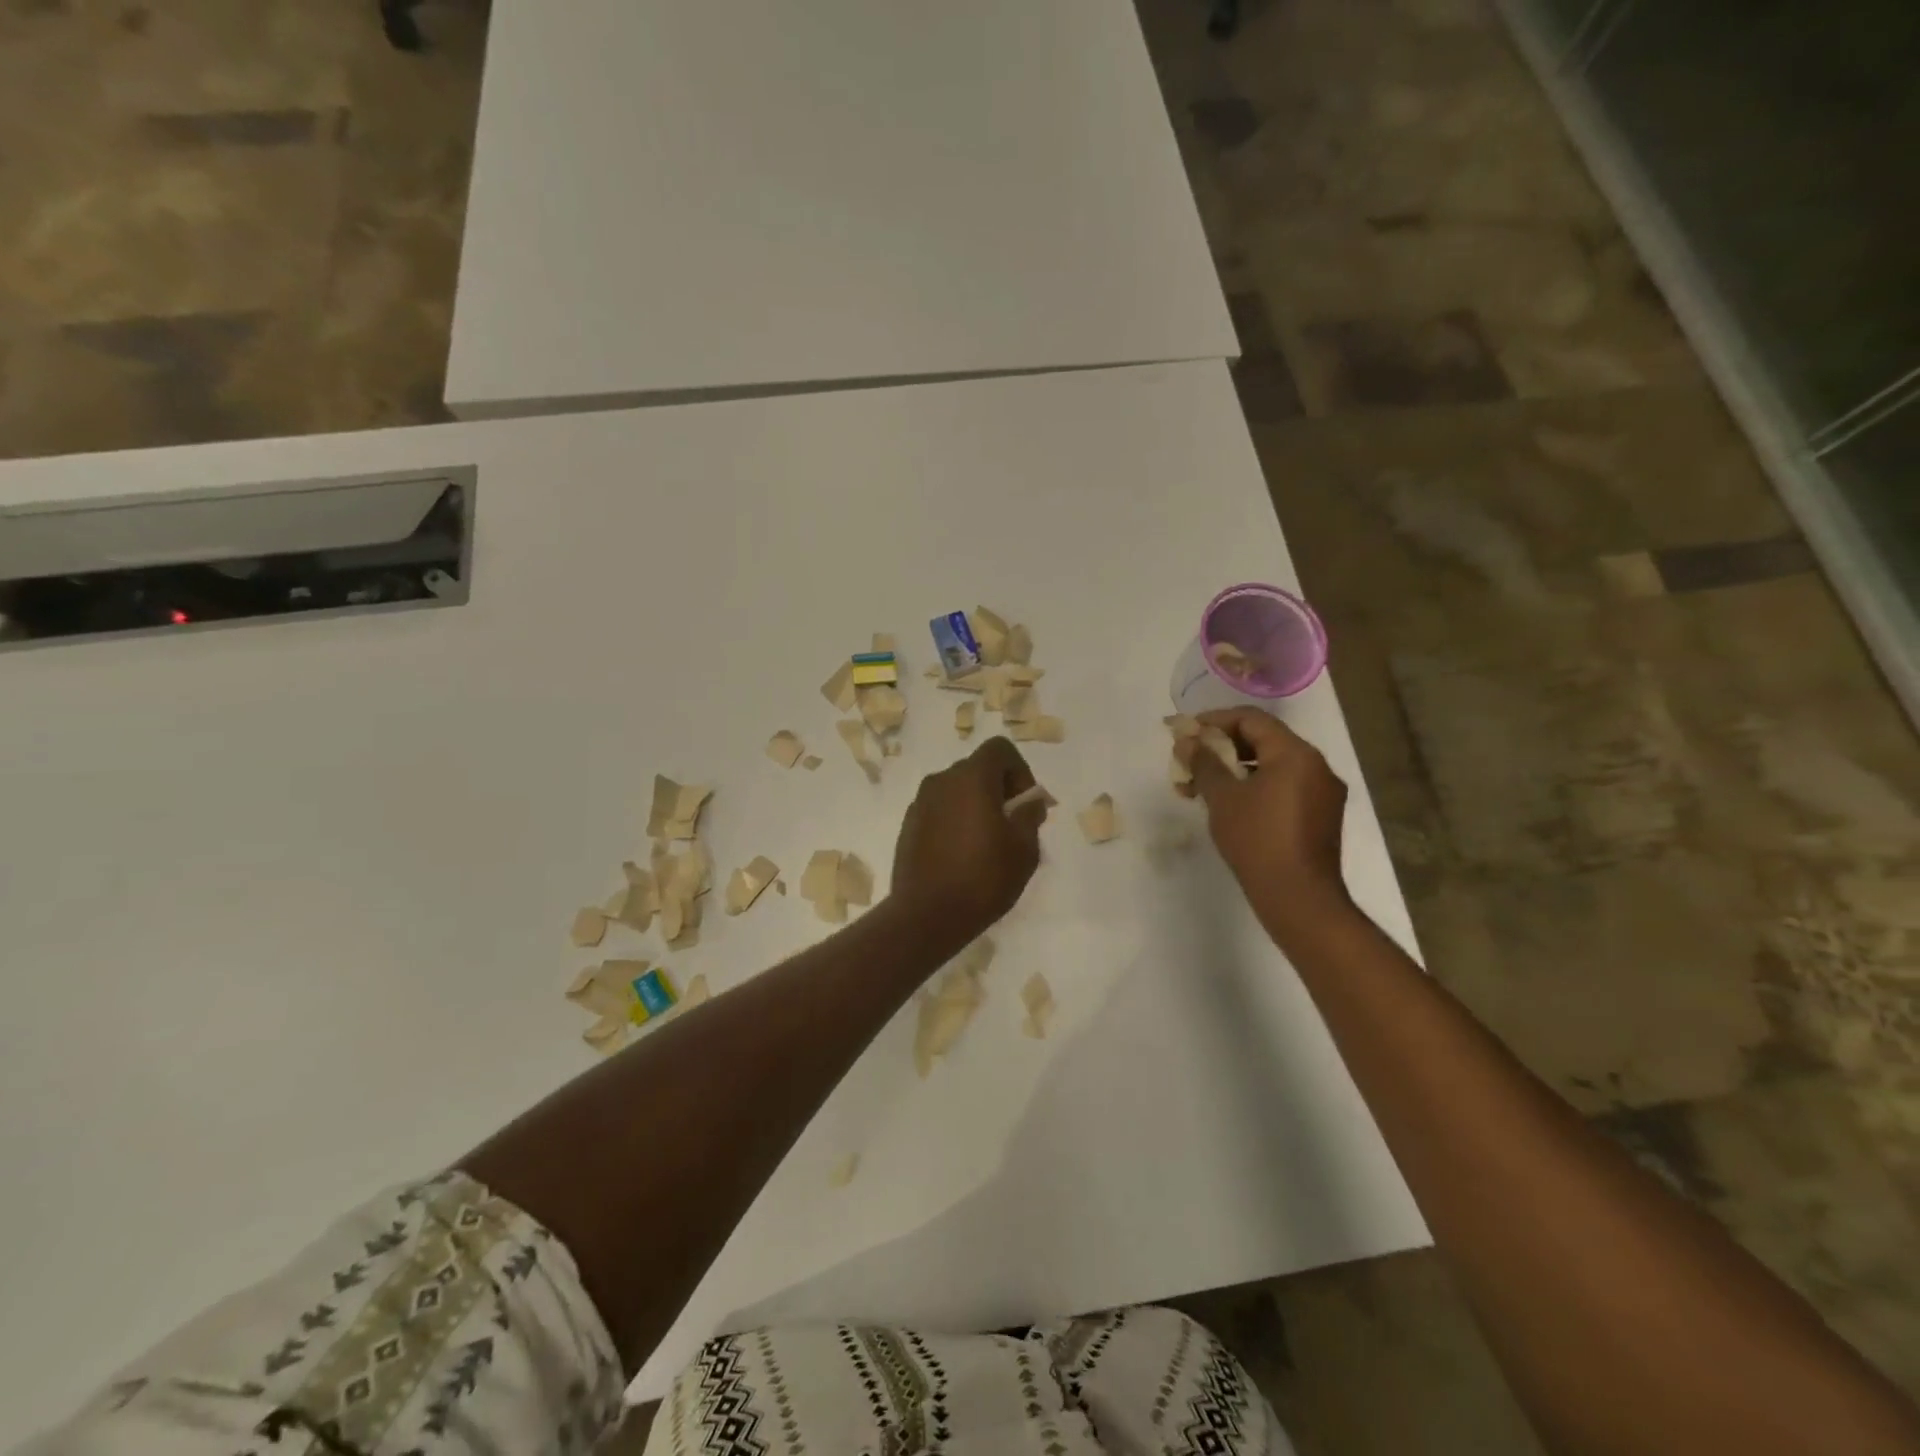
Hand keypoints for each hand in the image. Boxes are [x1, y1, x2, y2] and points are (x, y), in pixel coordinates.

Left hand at [891, 736, 1045, 940]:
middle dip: (999, 789)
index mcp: (971, 777)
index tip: (1025, 804)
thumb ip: (1031, 816)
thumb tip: (1030, 802)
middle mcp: (941, 780)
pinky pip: (940, 810)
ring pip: (957, 790)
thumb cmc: (983, 878)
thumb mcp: (1024, 849)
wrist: (926, 915)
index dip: (1020, 770)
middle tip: (1013, 825)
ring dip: (976, 805)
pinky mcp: (908, 825)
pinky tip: (962, 855)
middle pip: (977, 769)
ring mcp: (920, 802)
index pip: (1000, 749)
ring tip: (988, 843)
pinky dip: (955, 820)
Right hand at [1178, 708, 1351, 940]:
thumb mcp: (1223, 798)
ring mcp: (1323, 792)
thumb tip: (1187, 741)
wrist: (1299, 898)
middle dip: (1222, 747)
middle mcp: (1316, 766)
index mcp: (1295, 754)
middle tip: (1190, 761)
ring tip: (1202, 787)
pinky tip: (1230, 805)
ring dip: (1236, 769)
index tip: (1186, 733)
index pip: (1251, 719)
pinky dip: (1256, 787)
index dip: (1214, 720)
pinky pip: (1285, 787)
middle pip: (1264, 740)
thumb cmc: (1258, 841)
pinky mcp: (1321, 816)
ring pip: (1273, 766)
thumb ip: (1204, 763)